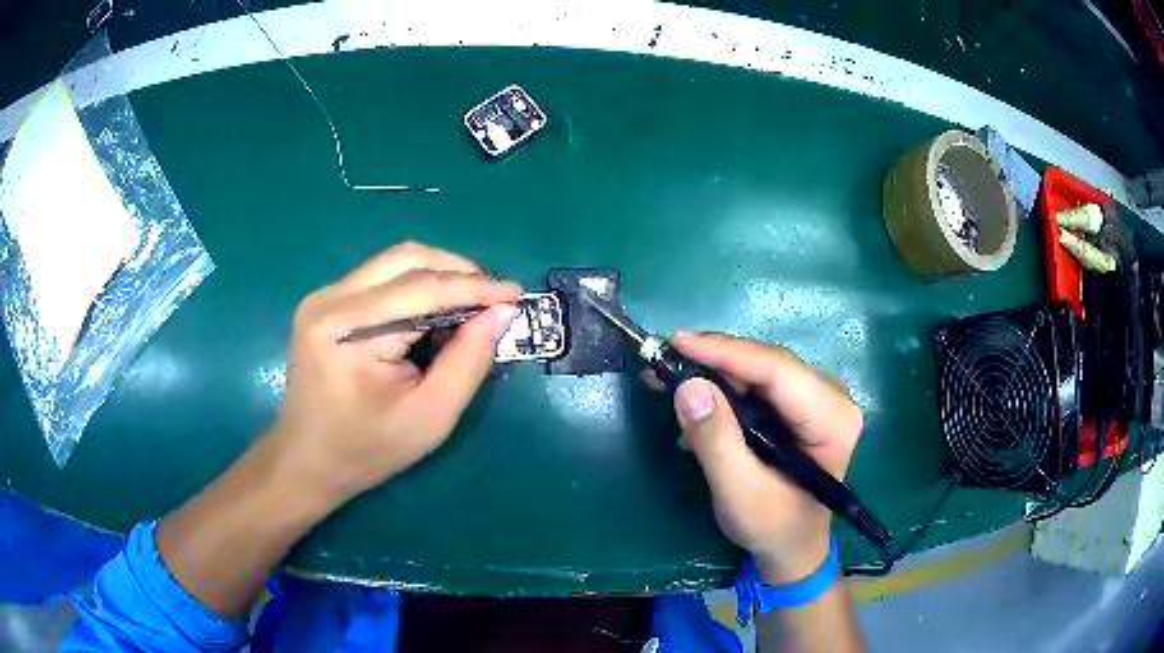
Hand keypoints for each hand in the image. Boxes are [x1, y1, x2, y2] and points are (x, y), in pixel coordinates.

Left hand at [269, 242, 520, 506]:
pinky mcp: (325, 303)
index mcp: (347, 329)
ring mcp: (323, 297)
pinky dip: (416, 287)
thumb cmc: (366, 450)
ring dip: (439, 276)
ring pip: (394, 262)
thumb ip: (468, 361)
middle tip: (493, 299)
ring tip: (470, 305)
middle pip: (406, 260)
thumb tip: (500, 312)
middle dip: (458, 272)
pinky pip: (380, 278)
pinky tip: (434, 312)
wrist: (306, 461)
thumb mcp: (430, 417)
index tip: (516, 294)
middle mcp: (330, 300)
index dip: (474, 287)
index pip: (421, 289)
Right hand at [667, 332, 861, 583]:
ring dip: (713, 372)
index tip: (676, 342)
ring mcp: (816, 397)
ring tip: (668, 378)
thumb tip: (688, 386)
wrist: (792, 547)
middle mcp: (831, 396)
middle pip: (767, 363)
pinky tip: (693, 401)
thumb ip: (716, 442)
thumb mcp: (739, 493)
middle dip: (713, 360)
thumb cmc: (773, 527)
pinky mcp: (799, 404)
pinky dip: (722, 387)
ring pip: (758, 368)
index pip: (777, 370)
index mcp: (832, 418)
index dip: (725, 352)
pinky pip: (757, 382)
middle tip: (662, 360)